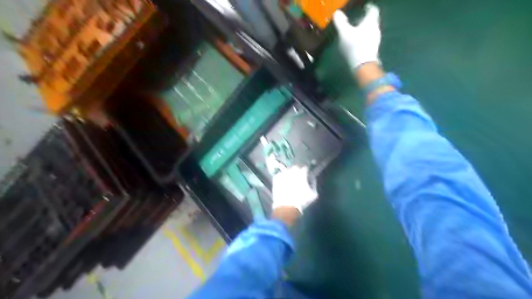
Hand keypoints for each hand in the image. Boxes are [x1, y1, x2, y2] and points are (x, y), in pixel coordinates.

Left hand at [272, 165, 317, 213]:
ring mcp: (283, 174)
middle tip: (298, 178)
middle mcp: (292, 171)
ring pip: (287, 171)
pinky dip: (282, 178)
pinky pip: (280, 175)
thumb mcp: (313, 194)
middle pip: (295, 167)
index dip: (306, 171)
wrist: (286, 207)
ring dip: (289, 174)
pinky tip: (283, 184)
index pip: (305, 167)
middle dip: (297, 171)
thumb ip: (313, 183)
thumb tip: (311, 178)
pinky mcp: (276, 178)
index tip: (306, 175)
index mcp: (302, 173)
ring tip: (290, 181)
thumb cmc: (302, 201)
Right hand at [334, 3, 380, 69]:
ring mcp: (375, 41)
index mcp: (371, 22)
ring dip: (363, 31)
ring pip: (370, 32)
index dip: (368, 8)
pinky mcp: (372, 51)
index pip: (373, 10)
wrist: (362, 66)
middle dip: (365, 20)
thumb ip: (341, 22)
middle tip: (356, 20)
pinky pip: (368, 41)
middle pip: (372, 21)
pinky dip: (363, 40)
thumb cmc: (354, 46)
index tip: (363, 8)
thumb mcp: (344, 33)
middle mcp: (376, 29)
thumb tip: (337, 13)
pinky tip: (356, 44)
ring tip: (354, 33)